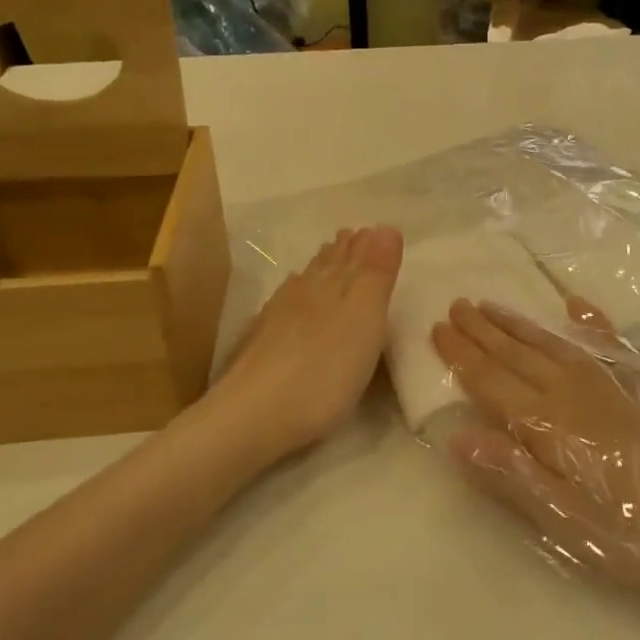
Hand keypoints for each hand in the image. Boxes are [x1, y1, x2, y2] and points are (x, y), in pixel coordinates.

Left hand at [207, 226, 403, 461]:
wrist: (255, 414)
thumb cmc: (325, 369)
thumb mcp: (365, 318)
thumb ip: (376, 273)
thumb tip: (385, 226)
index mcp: (336, 286)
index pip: (354, 257)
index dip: (366, 245)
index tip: (372, 229)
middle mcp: (306, 293)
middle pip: (328, 265)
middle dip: (343, 251)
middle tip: (352, 235)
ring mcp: (279, 316)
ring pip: (306, 281)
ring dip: (321, 267)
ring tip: (329, 255)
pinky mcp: (262, 341)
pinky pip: (285, 302)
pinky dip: (296, 291)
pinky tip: (292, 294)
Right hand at [431, 299, 639, 588]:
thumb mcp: (567, 519)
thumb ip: (512, 474)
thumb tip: (457, 437)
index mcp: (546, 423)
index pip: (490, 381)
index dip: (461, 355)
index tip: (437, 327)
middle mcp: (570, 390)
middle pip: (516, 353)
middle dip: (482, 330)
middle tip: (457, 304)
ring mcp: (609, 379)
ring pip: (550, 342)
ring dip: (518, 323)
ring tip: (492, 304)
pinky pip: (605, 340)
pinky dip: (587, 320)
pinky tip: (575, 305)